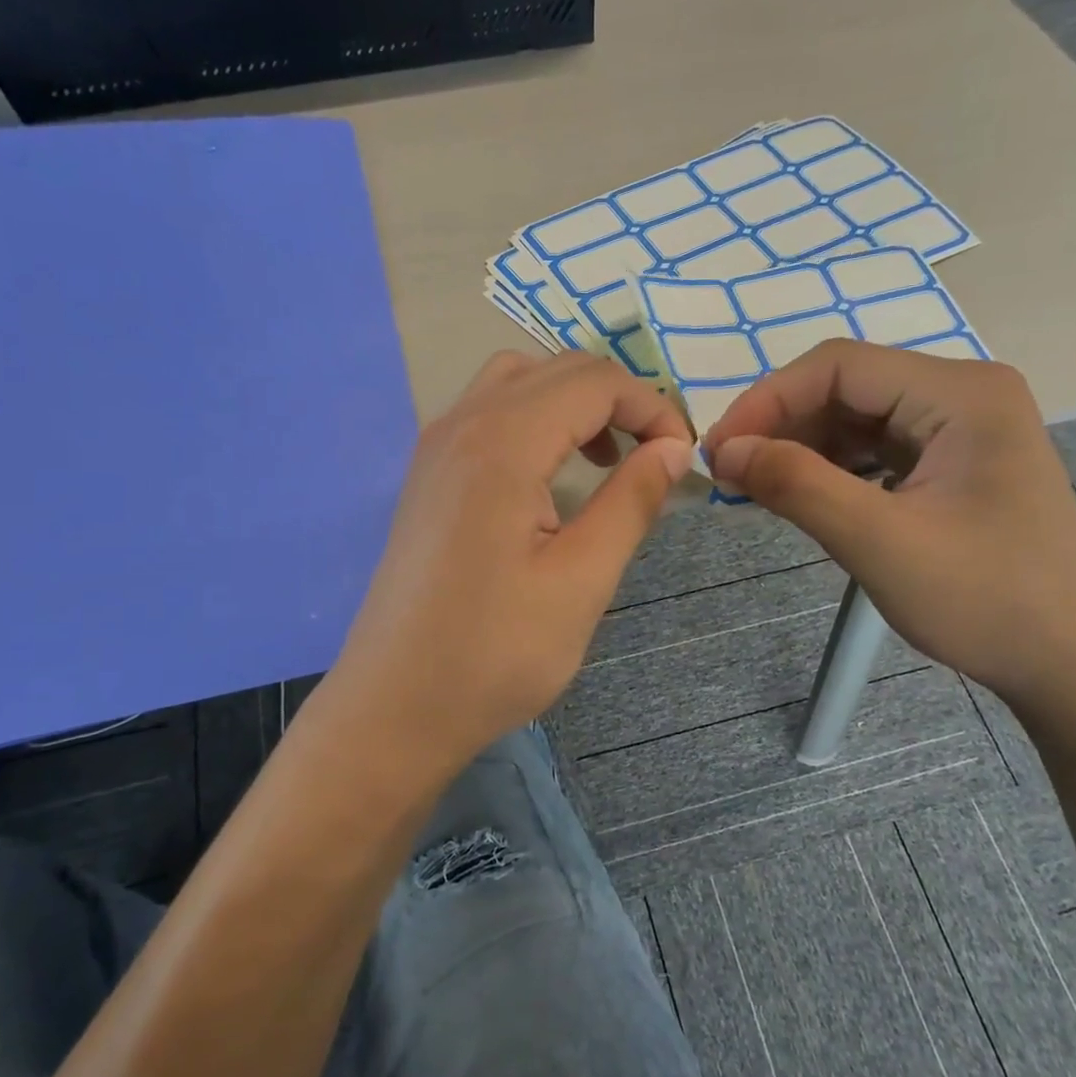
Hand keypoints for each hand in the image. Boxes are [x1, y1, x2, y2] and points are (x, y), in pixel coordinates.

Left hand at [325, 351, 693, 769]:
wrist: (394, 707)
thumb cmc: (494, 654)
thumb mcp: (582, 581)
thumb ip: (631, 503)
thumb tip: (672, 450)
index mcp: (502, 443)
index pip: (595, 382)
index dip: (652, 409)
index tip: (681, 460)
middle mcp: (461, 424)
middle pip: (557, 370)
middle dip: (619, 400)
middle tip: (654, 458)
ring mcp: (435, 447)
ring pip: (518, 382)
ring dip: (574, 403)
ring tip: (605, 460)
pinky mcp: (426, 476)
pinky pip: (488, 414)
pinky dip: (535, 421)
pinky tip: (551, 478)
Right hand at [701, 341, 1075, 706]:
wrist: (1070, 664)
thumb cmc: (984, 601)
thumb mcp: (879, 542)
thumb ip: (798, 485)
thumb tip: (725, 450)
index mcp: (960, 393)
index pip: (840, 366)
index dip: (768, 399)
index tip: (718, 451)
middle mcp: (963, 393)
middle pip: (847, 385)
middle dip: (782, 424)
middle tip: (729, 472)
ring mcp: (961, 428)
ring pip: (857, 416)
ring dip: (801, 446)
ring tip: (756, 486)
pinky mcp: (953, 462)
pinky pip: (876, 447)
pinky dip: (831, 467)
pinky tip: (802, 494)